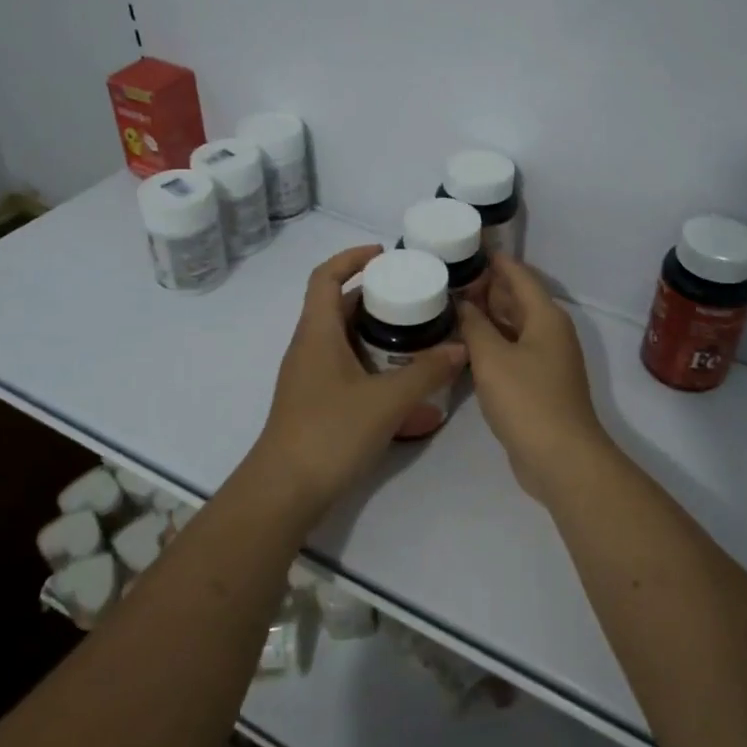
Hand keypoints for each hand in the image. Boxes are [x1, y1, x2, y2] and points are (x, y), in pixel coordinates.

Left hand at [246, 246, 466, 519]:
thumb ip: (426, 372)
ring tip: (418, 334)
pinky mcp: (316, 402)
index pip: (325, 277)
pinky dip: (373, 363)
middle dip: (377, 297)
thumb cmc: (330, 433)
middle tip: (416, 297)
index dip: (351, 257)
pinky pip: (347, 367)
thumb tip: (461, 348)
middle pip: (340, 307)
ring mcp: (310, 377)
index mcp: (317, 332)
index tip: (385, 254)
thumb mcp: (387, 401)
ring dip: (378, 333)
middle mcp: (309, 347)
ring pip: (345, 339)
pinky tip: (403, 381)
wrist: (285, 491)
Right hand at [457, 256, 612, 506]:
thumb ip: (474, 325)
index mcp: (545, 316)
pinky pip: (512, 350)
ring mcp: (546, 359)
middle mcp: (550, 332)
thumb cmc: (526, 399)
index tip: (466, 247)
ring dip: (487, 316)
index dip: (494, 260)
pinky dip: (491, 342)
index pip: (518, 275)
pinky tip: (465, 344)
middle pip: (517, 299)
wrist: (560, 457)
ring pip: (513, 326)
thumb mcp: (492, 358)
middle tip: (447, 278)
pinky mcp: (539, 383)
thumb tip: (462, 302)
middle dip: (486, 287)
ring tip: (450, 306)